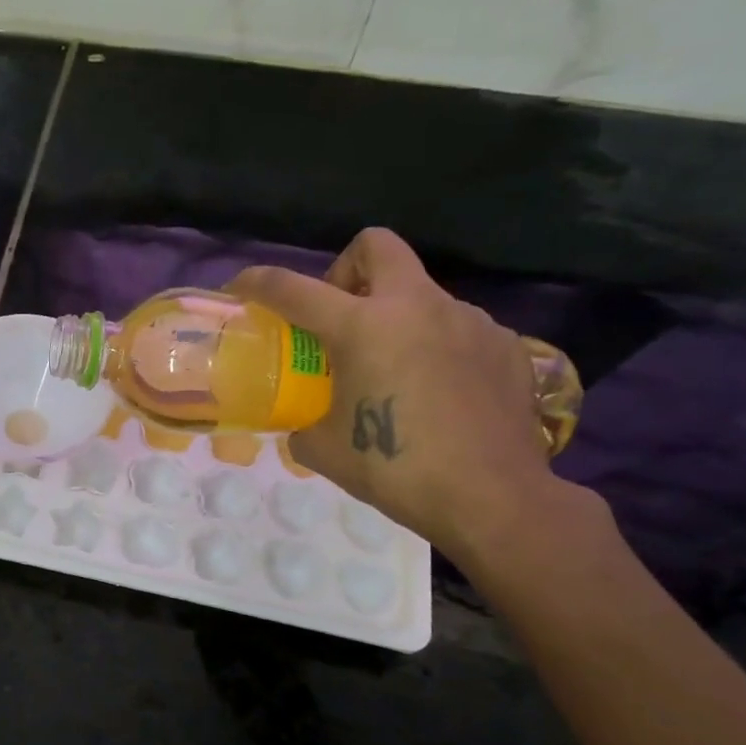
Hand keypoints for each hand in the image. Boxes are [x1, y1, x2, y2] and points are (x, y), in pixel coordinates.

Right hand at [227, 229, 554, 557]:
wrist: (493, 498)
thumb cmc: (396, 469)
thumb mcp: (325, 450)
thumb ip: (303, 422)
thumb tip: (303, 423)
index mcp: (363, 327)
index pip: (293, 288)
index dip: (258, 282)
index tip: (241, 287)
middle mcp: (416, 307)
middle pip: (375, 246)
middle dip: (347, 270)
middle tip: (340, 316)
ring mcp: (467, 321)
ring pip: (420, 293)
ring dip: (395, 317)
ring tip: (395, 371)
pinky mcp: (504, 344)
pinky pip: (457, 328)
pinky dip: (436, 347)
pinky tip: (438, 392)